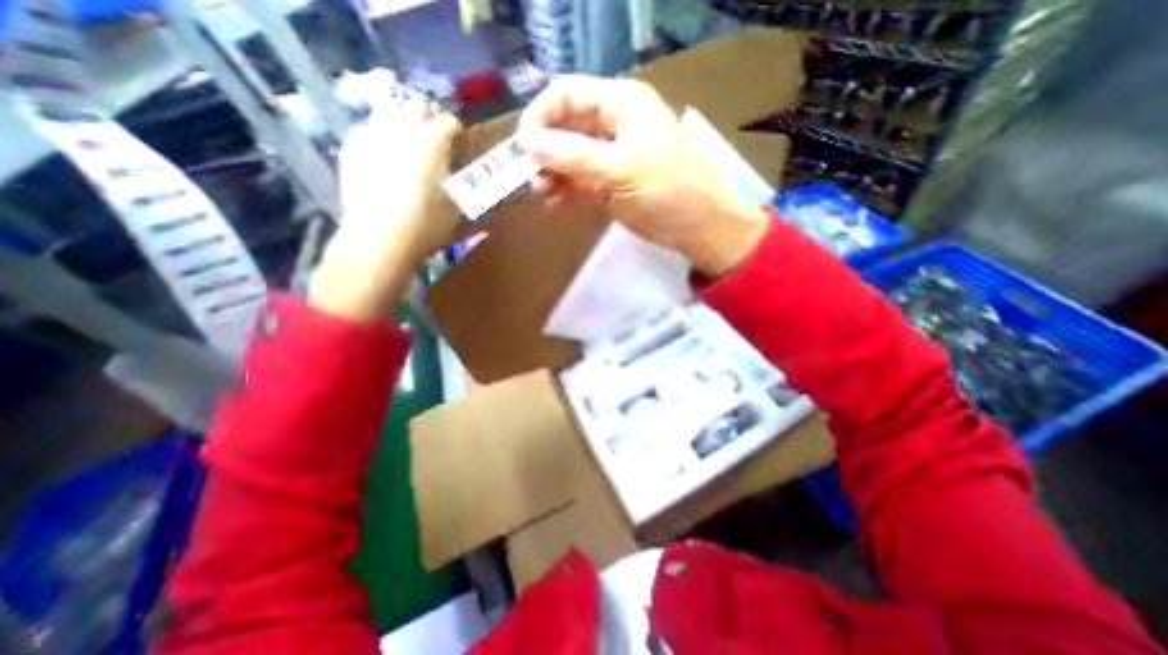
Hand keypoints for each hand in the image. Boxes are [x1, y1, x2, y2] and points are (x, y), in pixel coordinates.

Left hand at [311, 98, 459, 318]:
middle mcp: (401, 130)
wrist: (379, 238)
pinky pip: (368, 128)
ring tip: (408, 134)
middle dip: (429, 116)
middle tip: (435, 133)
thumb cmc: (425, 225)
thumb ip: (460, 182)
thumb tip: (460, 173)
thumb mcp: (456, 207)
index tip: (460, 140)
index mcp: (431, 143)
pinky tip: (384, 149)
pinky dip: (380, 132)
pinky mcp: (353, 148)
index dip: (456, 129)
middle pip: (417, 106)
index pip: (448, 122)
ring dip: (403, 117)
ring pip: (389, 109)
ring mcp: (373, 135)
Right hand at [519, 73, 768, 274]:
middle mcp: (615, 123)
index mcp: (622, 104)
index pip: (568, 94)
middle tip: (528, 177)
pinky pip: (582, 178)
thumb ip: (574, 156)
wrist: (699, 227)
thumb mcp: (621, 170)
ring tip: (541, 193)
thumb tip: (527, 143)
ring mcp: (613, 154)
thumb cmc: (668, 192)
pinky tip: (556, 204)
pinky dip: (568, 189)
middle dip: (545, 149)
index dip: (541, 116)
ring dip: (554, 172)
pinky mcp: (613, 181)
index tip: (522, 147)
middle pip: (567, 125)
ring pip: (572, 155)